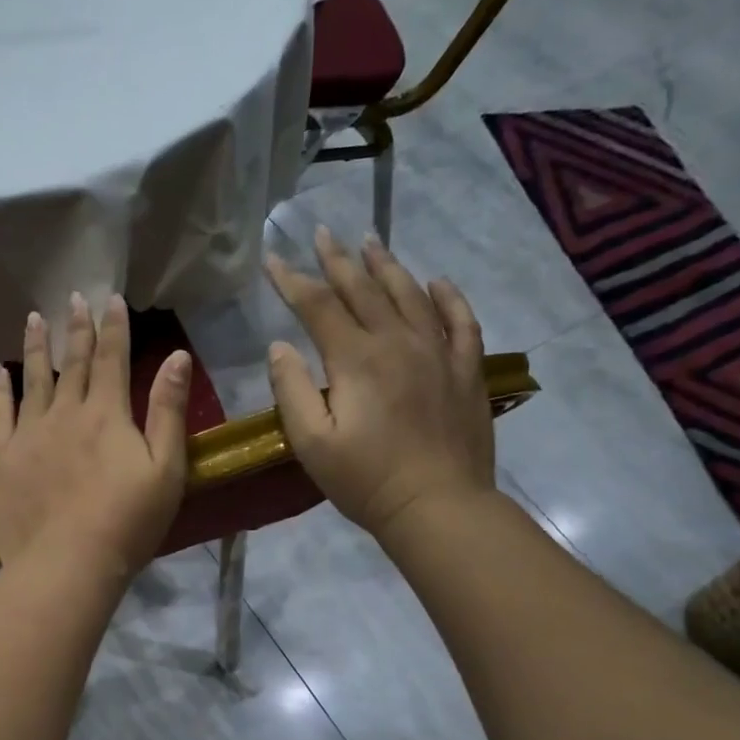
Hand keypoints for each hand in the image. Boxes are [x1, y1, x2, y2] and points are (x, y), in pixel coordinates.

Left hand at [0, 293, 192, 578]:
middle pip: (71, 362)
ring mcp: (28, 433)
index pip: (111, 358)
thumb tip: (176, 356)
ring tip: (34, 318)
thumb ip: (168, 410)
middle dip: (76, 328)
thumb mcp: (166, 468)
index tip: (112, 299)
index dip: (113, 327)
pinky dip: (1, 389)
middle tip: (74, 298)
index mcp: (106, 413)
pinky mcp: (1, 458)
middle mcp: (64, 412)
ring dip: (35, 347)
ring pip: (33, 379)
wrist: (67, 563)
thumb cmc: (127, 522)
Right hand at [264, 227, 493, 538]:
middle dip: (337, 260)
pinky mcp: (466, 370)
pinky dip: (447, 297)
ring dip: (386, 266)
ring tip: (370, 242)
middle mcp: (398, 342)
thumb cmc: (365, 480)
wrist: (437, 506)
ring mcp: (438, 352)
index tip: (273, 259)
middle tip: (322, 233)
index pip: (318, 306)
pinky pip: (461, 320)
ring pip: (410, 295)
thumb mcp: (311, 443)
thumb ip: (292, 390)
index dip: (292, 280)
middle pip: (363, 290)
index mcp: (356, 359)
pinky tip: (437, 282)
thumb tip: (280, 347)